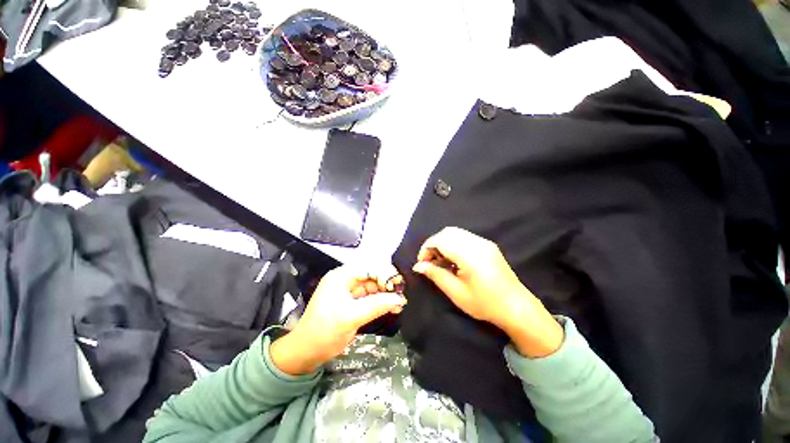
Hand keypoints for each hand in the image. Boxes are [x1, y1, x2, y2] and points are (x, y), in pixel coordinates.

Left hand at [270, 264, 405, 374]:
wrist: (306, 352)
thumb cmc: (324, 332)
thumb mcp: (351, 318)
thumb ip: (376, 306)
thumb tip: (400, 299)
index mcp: (341, 276)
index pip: (369, 267)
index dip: (385, 274)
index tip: (397, 287)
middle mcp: (346, 279)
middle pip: (373, 275)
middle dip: (388, 284)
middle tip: (401, 296)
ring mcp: (350, 290)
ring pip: (374, 286)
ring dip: (387, 294)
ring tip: (399, 304)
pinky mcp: (353, 301)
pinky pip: (371, 297)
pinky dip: (382, 302)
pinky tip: (393, 308)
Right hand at [413, 227, 562, 357]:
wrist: (516, 307)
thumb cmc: (484, 303)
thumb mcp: (456, 292)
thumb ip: (435, 275)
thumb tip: (417, 266)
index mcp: (470, 254)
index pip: (441, 239)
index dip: (427, 248)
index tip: (422, 263)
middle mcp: (477, 243)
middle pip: (448, 232)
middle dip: (434, 243)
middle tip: (430, 262)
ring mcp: (484, 242)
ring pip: (456, 233)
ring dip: (444, 243)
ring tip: (441, 261)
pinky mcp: (488, 245)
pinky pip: (465, 237)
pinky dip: (454, 244)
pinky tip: (454, 260)